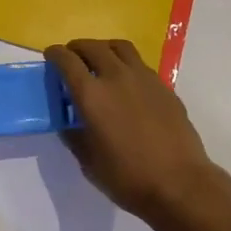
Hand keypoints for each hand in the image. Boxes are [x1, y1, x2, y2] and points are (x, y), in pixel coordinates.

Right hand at [45, 38, 219, 221]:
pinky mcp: (163, 86)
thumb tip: (69, 122)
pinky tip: (127, 83)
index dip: (55, 54)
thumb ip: (75, 135)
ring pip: (120, 48)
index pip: (67, 60)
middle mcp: (116, 77)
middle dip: (78, 48)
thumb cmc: (128, 177)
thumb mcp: (88, 162)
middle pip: (93, 47)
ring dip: (104, 48)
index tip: (51, 56)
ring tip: (100, 60)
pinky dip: (126, 64)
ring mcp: (144, 78)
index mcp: (92, 95)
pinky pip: (140, 64)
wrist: (180, 183)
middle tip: (72, 57)